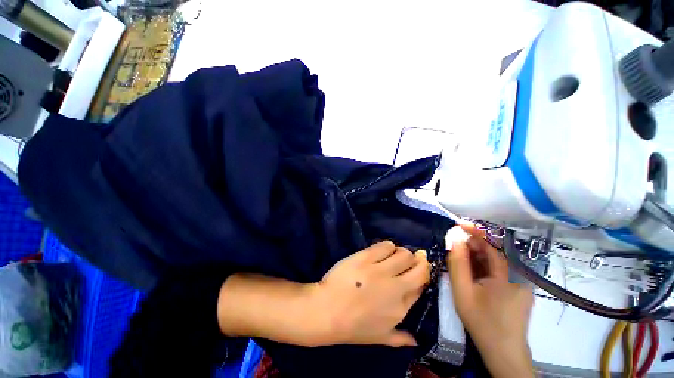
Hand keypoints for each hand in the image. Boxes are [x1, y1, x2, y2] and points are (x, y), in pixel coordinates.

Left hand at [311, 241, 429, 346]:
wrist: (327, 311)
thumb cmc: (352, 326)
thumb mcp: (379, 338)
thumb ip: (399, 338)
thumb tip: (415, 340)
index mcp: (401, 308)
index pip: (420, 286)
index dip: (421, 276)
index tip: (416, 270)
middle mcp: (395, 288)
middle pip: (418, 268)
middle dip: (418, 262)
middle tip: (409, 260)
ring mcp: (380, 271)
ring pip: (404, 254)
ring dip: (402, 253)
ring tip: (394, 254)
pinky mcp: (366, 257)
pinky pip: (385, 246)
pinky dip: (387, 246)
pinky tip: (382, 250)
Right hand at [447, 223, 533, 377]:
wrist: (503, 352)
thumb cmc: (481, 322)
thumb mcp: (462, 291)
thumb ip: (457, 263)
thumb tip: (454, 239)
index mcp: (510, 275)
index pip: (494, 243)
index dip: (476, 231)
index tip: (458, 226)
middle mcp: (521, 274)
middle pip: (496, 249)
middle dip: (473, 245)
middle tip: (454, 248)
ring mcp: (522, 281)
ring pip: (498, 258)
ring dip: (478, 255)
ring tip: (460, 261)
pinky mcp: (520, 287)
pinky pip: (501, 268)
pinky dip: (484, 265)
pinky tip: (472, 272)